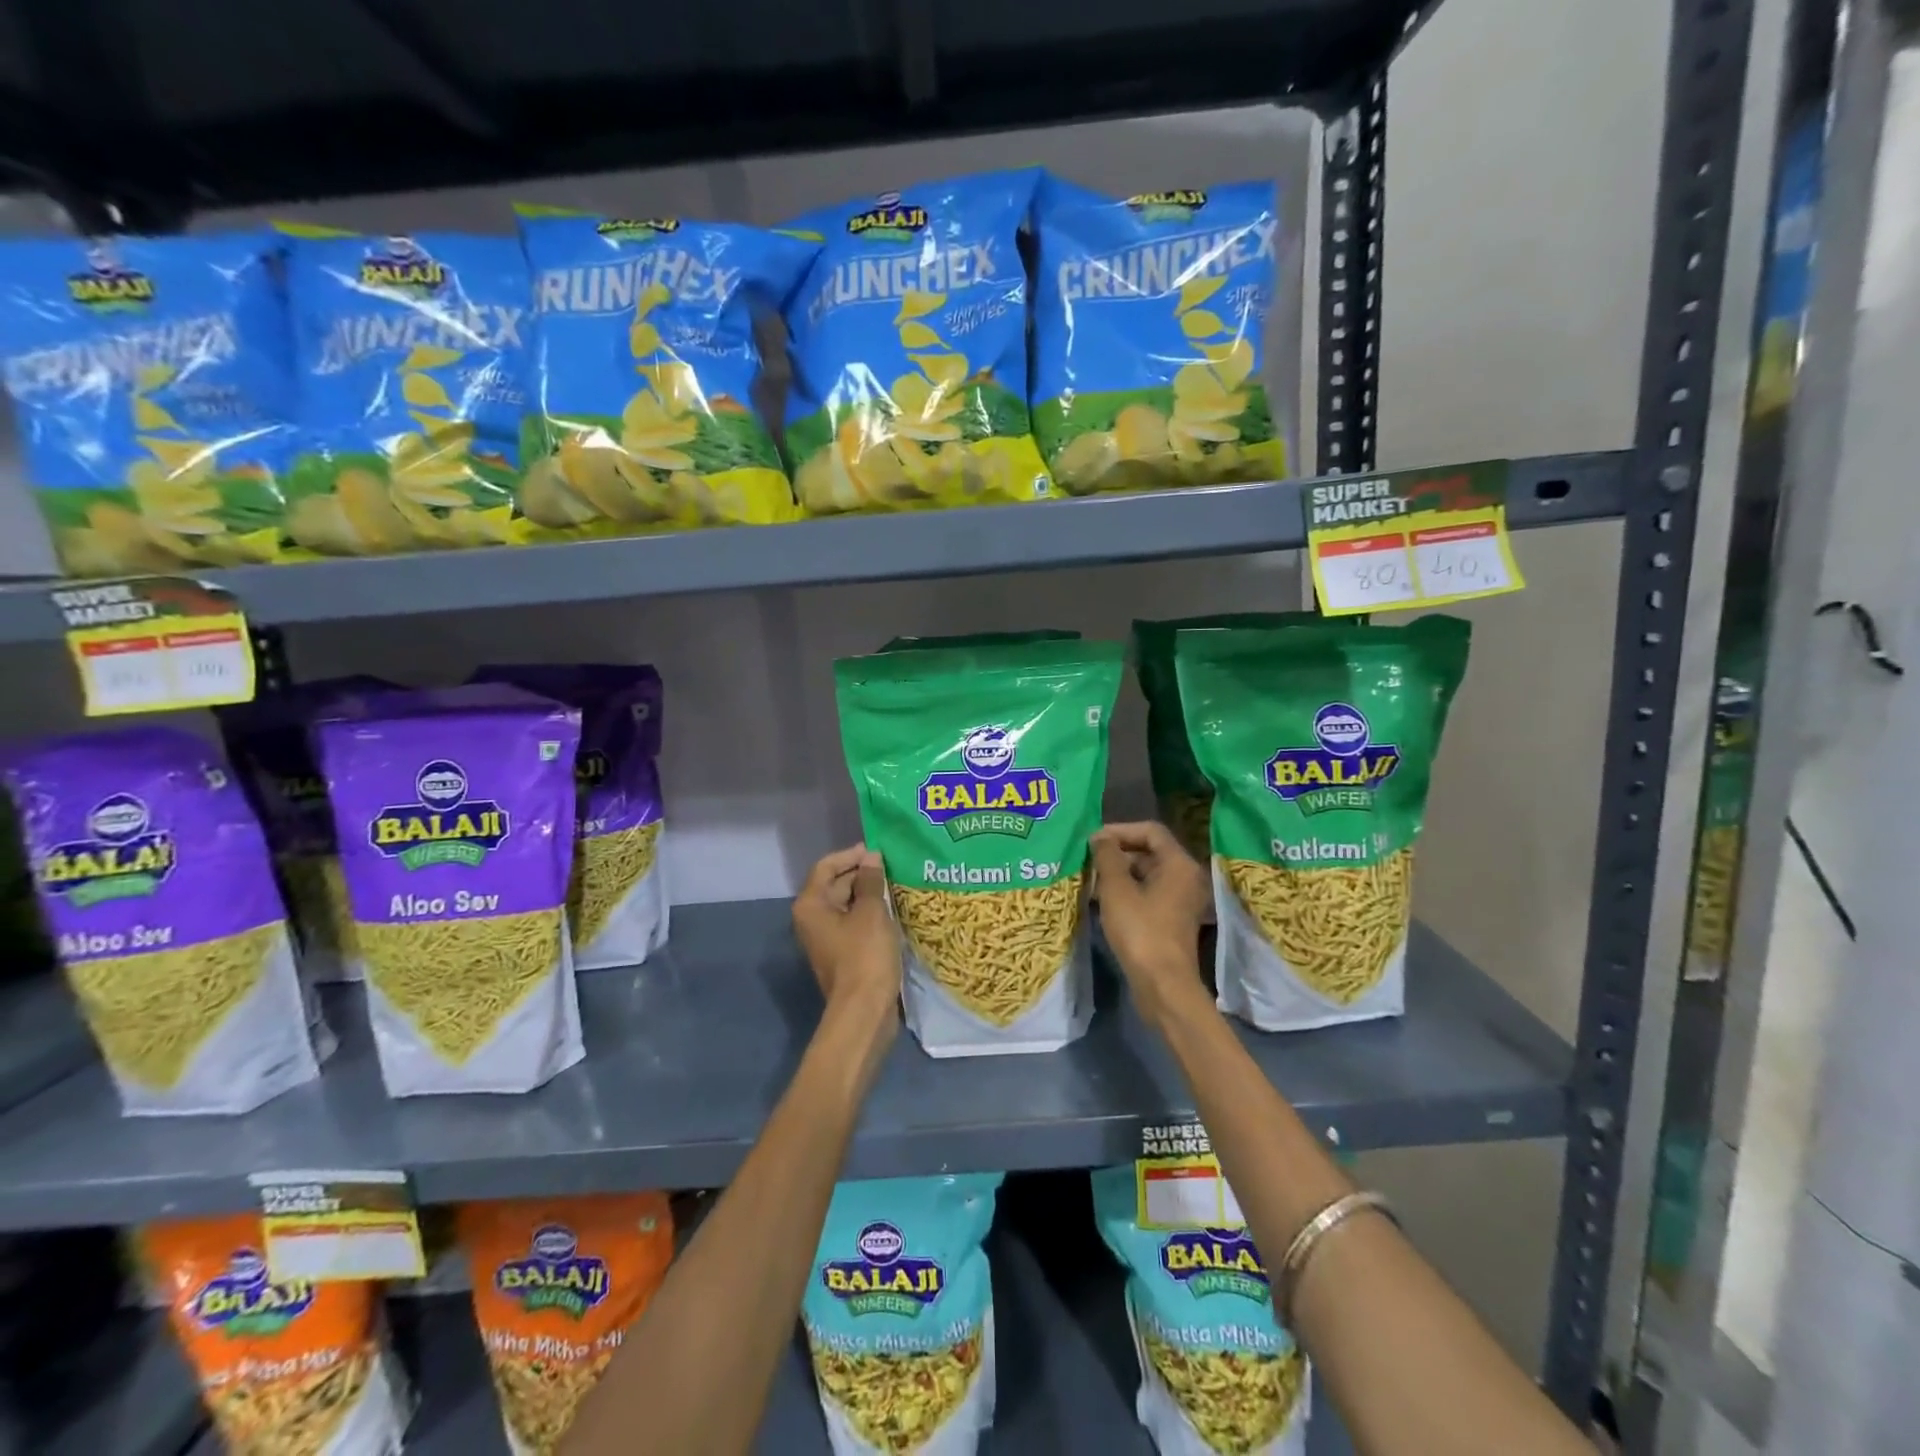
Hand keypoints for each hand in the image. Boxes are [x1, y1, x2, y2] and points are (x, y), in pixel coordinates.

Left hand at [793, 845, 899, 1014]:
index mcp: (811, 905)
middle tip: (892, 865)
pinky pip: (854, 923)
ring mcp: (826, 938)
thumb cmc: (865, 955)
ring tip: (896, 884)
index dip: (851, 855)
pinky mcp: (841, 953)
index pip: (826, 866)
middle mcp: (812, 919)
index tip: (877, 850)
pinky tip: (892, 909)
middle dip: (861, 874)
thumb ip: (870, 880)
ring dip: (868, 894)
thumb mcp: (871, 912)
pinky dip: (869, 913)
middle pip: (835, 885)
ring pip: (846, 905)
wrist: (864, 1011)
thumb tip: (870, 857)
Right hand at [1092, 822, 1211, 1029]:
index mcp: (1178, 863)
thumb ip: (1107, 856)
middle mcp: (1185, 877)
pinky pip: (1148, 894)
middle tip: (1088, 861)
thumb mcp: (1116, 889)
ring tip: (1089, 881)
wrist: (1162, 985)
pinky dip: (1126, 892)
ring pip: (1146, 874)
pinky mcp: (1171, 919)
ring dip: (1118, 874)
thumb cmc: (1140, 931)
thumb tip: (1101, 837)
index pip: (1150, 830)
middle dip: (1117, 853)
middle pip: (1149, 851)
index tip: (1093, 841)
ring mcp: (1180, 900)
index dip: (1120, 830)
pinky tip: (1101, 901)